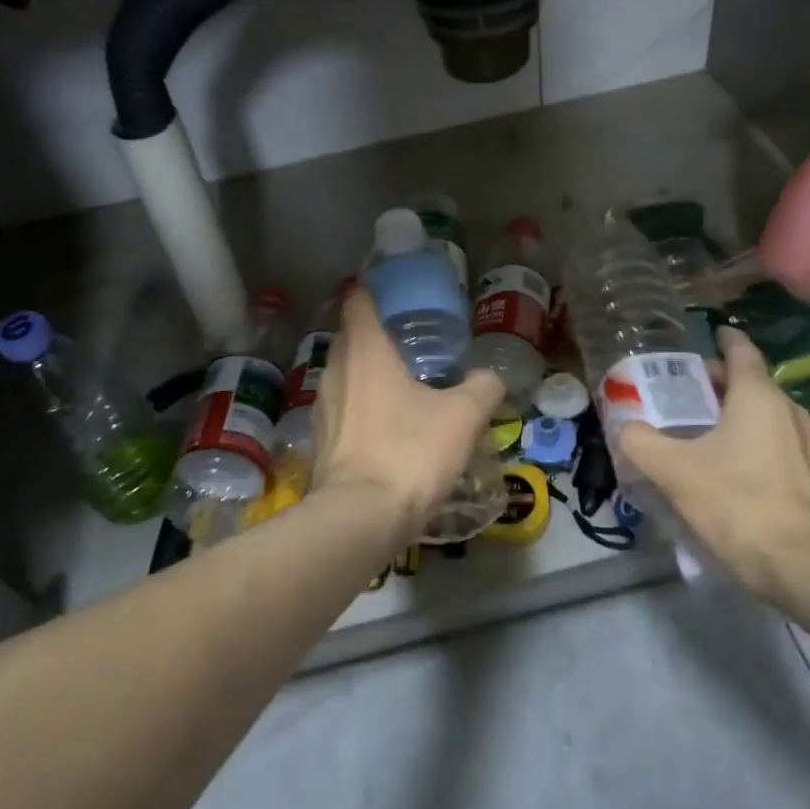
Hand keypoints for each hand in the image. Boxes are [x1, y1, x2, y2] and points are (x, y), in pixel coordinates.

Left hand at [313, 289, 504, 540]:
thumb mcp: (463, 416)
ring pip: (343, 378)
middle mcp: (335, 372)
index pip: (357, 304)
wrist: (362, 517)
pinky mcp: (319, 443)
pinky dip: (360, 409)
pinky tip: (385, 426)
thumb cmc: (411, 451)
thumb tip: (490, 378)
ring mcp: (322, 409)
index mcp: (365, 352)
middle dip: (372, 336)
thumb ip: (482, 388)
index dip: (369, 292)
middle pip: (349, 340)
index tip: (387, 291)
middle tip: (406, 342)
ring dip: (365, 376)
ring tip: (398, 384)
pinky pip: (342, 412)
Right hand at [619, 327, 809, 606]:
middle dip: (722, 385)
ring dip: (740, 418)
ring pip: (769, 418)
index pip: (742, 352)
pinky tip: (739, 473)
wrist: (803, 564)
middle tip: (688, 397)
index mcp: (758, 397)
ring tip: (708, 436)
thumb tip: (625, 427)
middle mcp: (791, 411)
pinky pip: (782, 448)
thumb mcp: (674, 471)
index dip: (724, 340)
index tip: (710, 336)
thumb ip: (641, 442)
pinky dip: (758, 447)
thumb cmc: (736, 502)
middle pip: (753, 385)